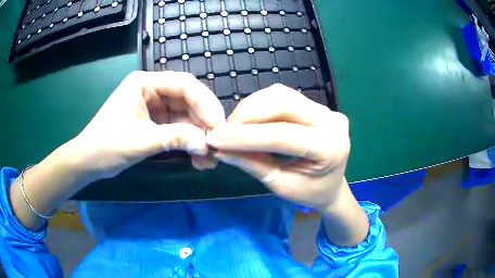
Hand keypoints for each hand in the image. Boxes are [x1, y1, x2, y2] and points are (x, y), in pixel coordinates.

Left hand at [70, 71, 225, 180]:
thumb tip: (207, 144)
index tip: (218, 126)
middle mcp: (152, 91)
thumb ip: (174, 138)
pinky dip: (188, 143)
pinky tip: (197, 158)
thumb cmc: (106, 146)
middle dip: (203, 123)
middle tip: (217, 145)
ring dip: (198, 136)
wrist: (88, 163)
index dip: (205, 103)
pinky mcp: (155, 124)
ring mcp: (154, 108)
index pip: (183, 84)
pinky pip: (178, 129)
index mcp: (145, 83)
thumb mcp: (140, 141)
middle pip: (188, 100)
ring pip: (185, 117)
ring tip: (209, 158)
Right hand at [206, 84, 349, 210]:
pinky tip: (249, 119)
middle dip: (247, 114)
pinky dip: (260, 105)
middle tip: (223, 131)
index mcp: (331, 148)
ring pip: (281, 95)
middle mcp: (332, 121)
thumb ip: (252, 164)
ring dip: (252, 107)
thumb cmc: (310, 193)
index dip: (246, 136)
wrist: (331, 185)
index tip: (215, 138)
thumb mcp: (281, 185)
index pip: (283, 135)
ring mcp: (327, 109)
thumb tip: (220, 149)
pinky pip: (284, 96)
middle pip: (283, 103)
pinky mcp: (317, 106)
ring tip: (234, 126)